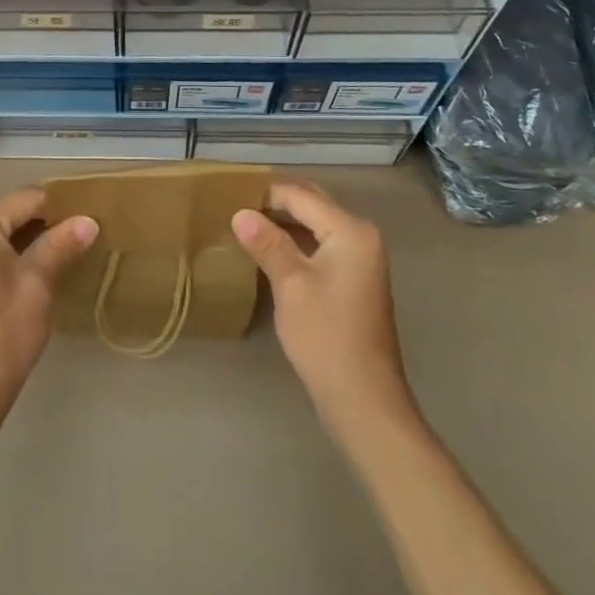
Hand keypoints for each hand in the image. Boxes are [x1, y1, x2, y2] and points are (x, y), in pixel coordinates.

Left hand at [0, 188, 97, 420]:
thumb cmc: (2, 334)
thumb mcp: (37, 284)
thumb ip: (61, 245)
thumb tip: (89, 219)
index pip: (27, 198)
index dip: (61, 204)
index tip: (93, 215)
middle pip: (15, 212)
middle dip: (51, 221)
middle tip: (88, 233)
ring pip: (7, 233)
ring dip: (38, 239)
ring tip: (75, 249)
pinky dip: (22, 254)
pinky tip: (48, 268)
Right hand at [232, 183, 418, 431]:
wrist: (364, 401)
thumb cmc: (326, 337)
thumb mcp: (290, 285)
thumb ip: (267, 243)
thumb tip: (240, 213)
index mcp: (350, 231)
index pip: (301, 196)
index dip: (265, 194)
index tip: (230, 196)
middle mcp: (361, 237)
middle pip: (313, 205)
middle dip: (276, 203)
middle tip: (237, 206)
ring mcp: (362, 260)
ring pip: (317, 225)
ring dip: (285, 222)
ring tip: (247, 225)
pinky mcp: (355, 280)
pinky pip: (322, 245)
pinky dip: (298, 241)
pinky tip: (271, 251)